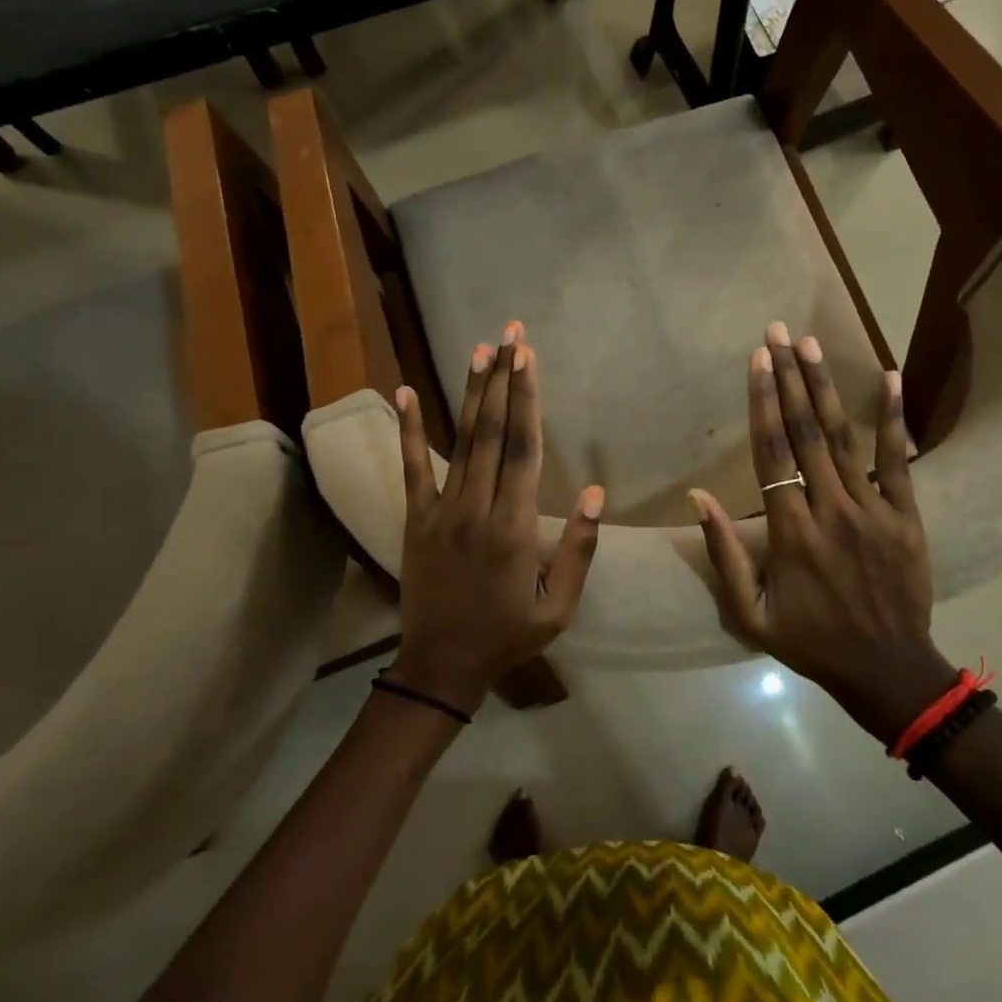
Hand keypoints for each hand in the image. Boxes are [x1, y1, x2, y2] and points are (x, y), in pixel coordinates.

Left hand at [390, 322, 602, 714]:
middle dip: (503, 379)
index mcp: (514, 526)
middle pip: (492, 432)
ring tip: (478, 350)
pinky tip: (404, 392)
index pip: (523, 449)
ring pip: (459, 441)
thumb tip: (597, 494)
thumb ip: (578, 549)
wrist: (441, 666)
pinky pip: (412, 468)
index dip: (527, 400)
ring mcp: (441, 510)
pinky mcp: (415, 518)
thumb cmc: (508, 635)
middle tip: (509, 335)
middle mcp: (477, 507)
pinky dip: (408, 429)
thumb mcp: (559, 607)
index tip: (529, 358)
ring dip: (470, 392)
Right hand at [691, 322, 953, 744]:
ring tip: (812, 345)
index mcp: (790, 532)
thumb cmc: (810, 641)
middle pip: (807, 432)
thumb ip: (724, 555)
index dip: (762, 402)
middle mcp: (830, 509)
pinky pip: (899, 460)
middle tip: (778, 332)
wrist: (887, 669)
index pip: (771, 453)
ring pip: (845, 438)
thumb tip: (699, 497)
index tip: (756, 360)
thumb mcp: (750, 614)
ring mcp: (873, 509)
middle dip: (790, 378)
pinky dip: (894, 417)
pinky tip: (890, 377)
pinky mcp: (906, 515)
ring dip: (827, 387)